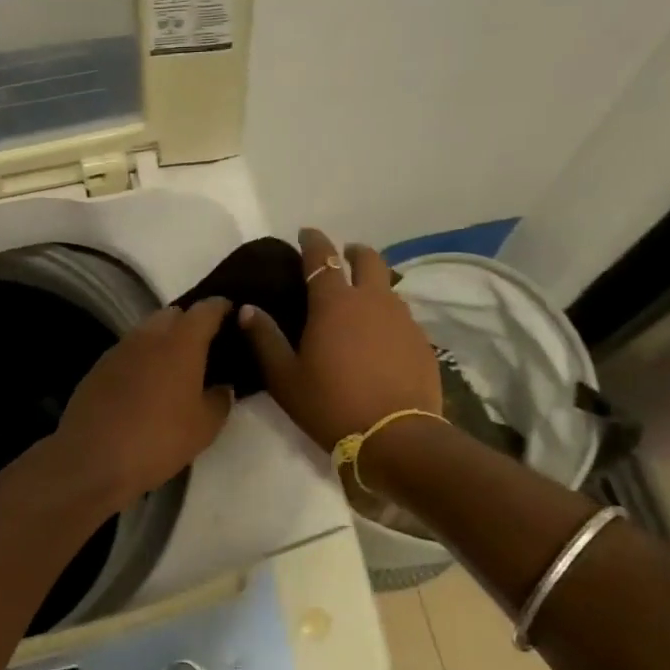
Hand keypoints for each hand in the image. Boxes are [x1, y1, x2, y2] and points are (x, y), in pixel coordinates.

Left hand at [54, 298, 235, 508]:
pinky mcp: (98, 367)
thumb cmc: (159, 439)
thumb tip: (222, 387)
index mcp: (181, 342)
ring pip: (147, 331)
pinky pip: (128, 352)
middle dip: (190, 323)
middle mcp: (149, 335)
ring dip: (163, 341)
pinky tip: (144, 385)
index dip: (222, 308)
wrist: (93, 459)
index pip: (207, 309)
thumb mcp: (204, 427)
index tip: (232, 316)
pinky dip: (141, 359)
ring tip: (174, 368)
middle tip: (204, 347)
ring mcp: (119, 349)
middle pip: (174, 314)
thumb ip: (220, 400)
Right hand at [239, 227, 440, 451]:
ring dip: (371, 284)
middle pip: (367, 259)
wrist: (395, 437)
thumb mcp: (285, 377)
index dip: (312, 240)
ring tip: (358, 302)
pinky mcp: (422, 341)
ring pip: (387, 286)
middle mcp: (372, 300)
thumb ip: (264, 338)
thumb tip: (247, 308)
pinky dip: (387, 315)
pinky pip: (402, 316)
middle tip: (341, 259)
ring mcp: (402, 319)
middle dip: (352, 252)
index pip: (322, 256)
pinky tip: (379, 338)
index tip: (305, 233)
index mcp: (334, 303)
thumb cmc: (331, 405)